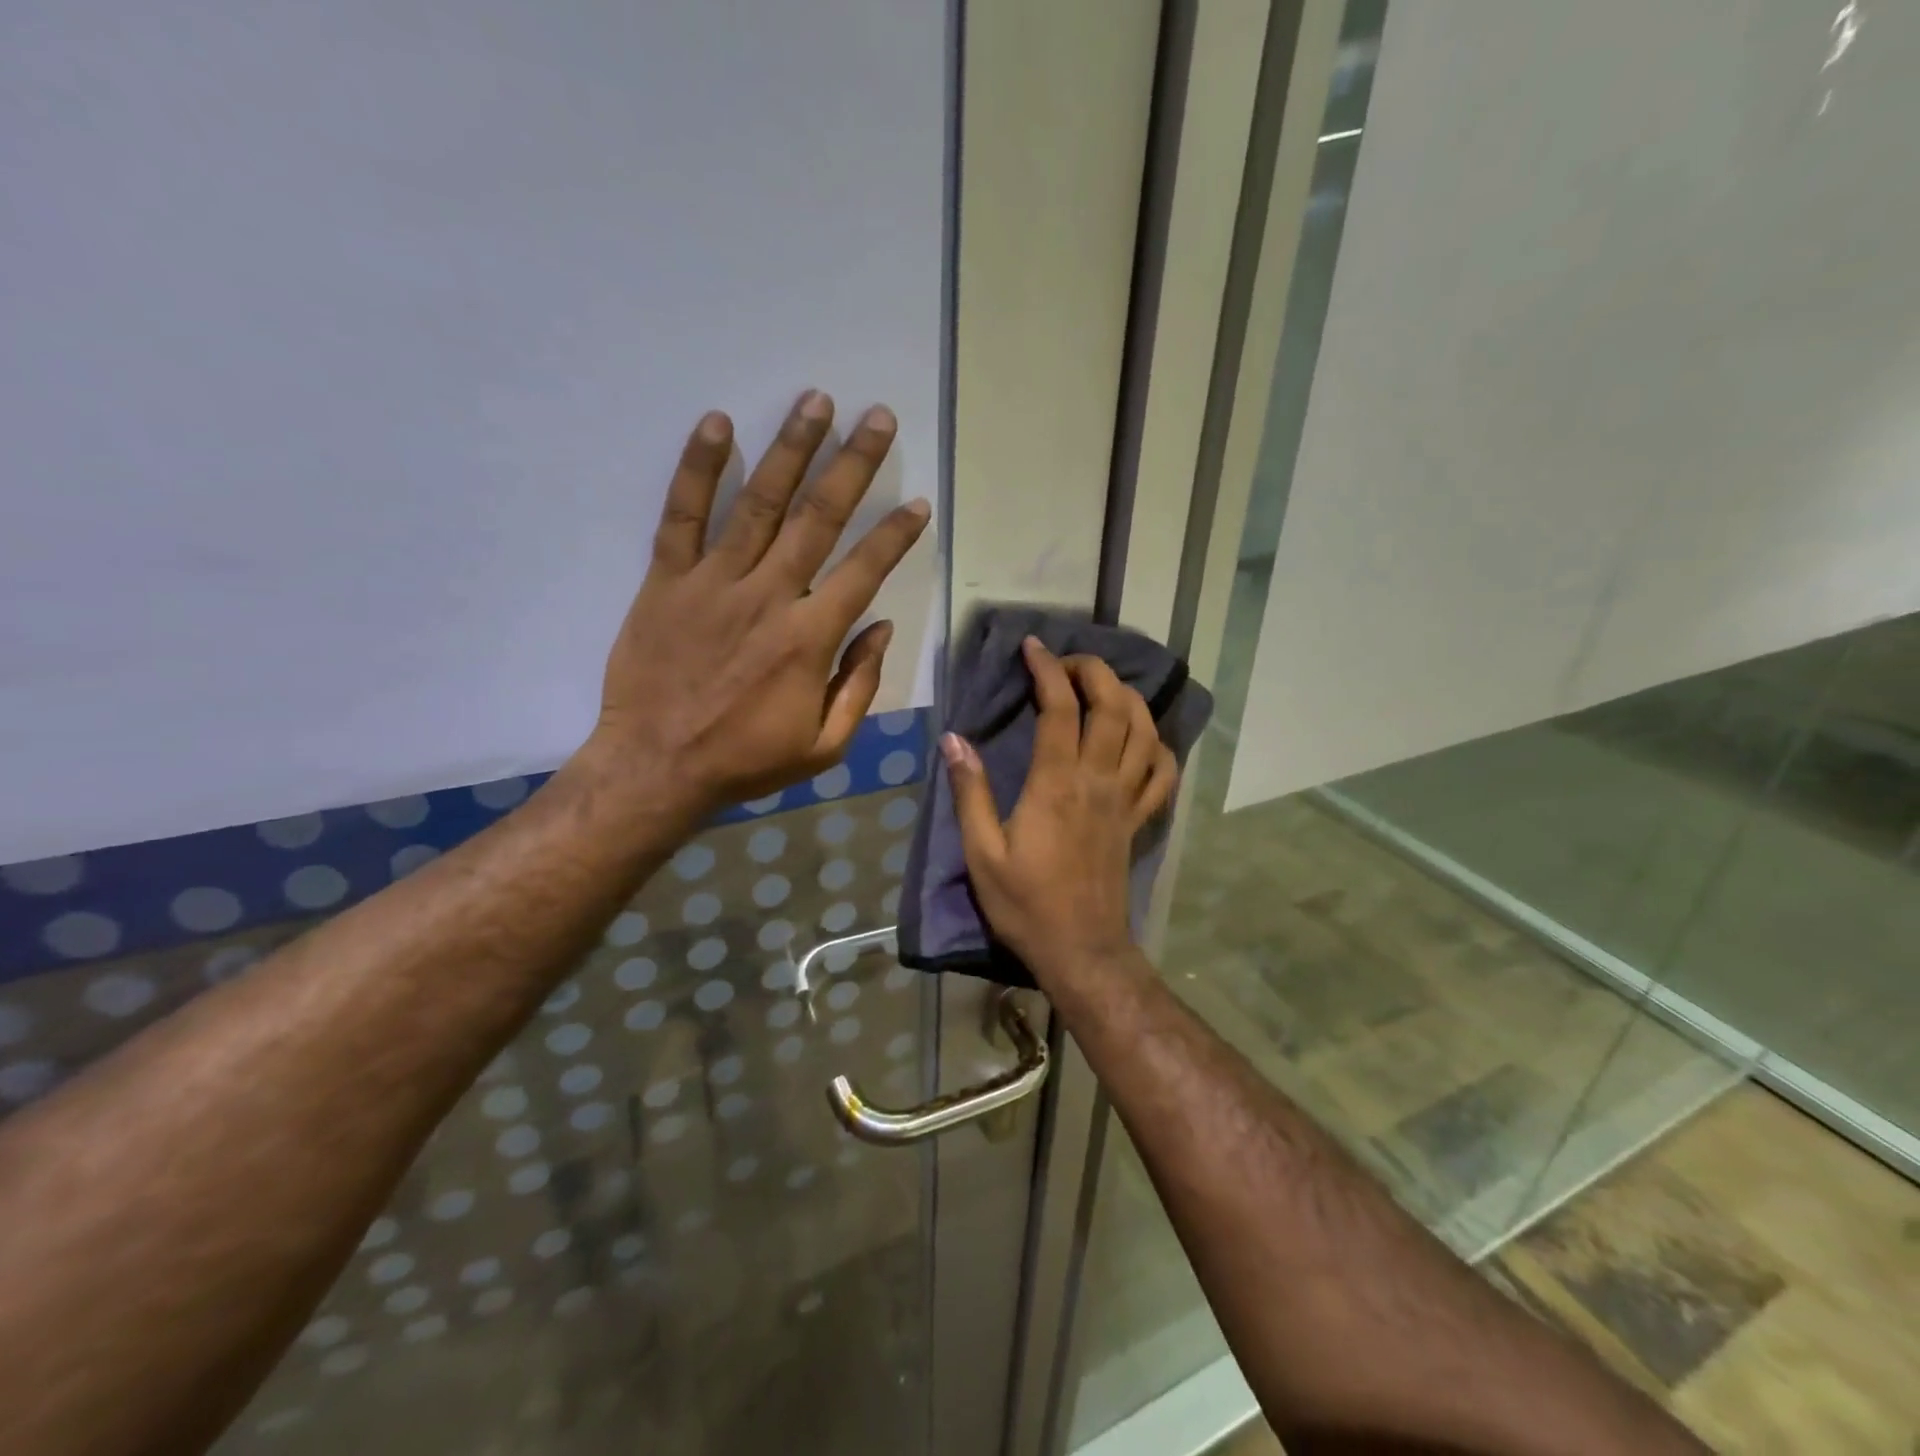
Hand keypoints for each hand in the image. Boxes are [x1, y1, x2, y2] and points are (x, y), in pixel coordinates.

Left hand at [583, 390, 930, 814]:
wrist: (656, 767)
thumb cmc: (746, 760)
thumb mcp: (824, 745)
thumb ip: (859, 684)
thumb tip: (881, 627)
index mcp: (809, 639)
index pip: (863, 571)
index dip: (895, 535)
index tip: (917, 503)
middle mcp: (768, 596)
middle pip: (818, 518)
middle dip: (853, 464)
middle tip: (876, 417)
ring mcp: (713, 582)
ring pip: (758, 503)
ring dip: (790, 449)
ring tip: (816, 402)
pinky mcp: (666, 580)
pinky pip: (682, 516)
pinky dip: (698, 469)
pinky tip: (716, 424)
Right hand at [941, 638, 1178, 980]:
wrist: (1081, 950)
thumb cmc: (1025, 904)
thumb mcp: (982, 852)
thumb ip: (970, 792)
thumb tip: (954, 739)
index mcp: (1056, 784)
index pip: (1059, 709)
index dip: (1048, 670)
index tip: (1033, 647)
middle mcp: (1098, 781)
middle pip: (1112, 707)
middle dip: (1095, 671)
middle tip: (1069, 661)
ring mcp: (1125, 800)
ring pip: (1144, 732)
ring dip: (1129, 697)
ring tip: (1104, 686)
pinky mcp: (1138, 821)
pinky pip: (1163, 774)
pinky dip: (1158, 746)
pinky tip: (1143, 738)